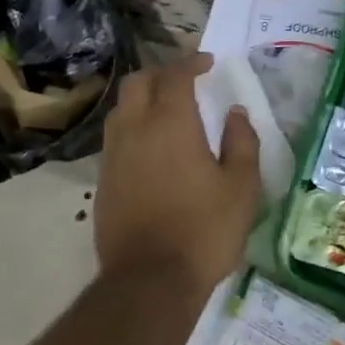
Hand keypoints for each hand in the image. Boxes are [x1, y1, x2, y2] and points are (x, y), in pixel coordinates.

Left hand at [95, 53, 259, 301]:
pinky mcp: (102, 181)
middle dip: (161, 73)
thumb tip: (236, 114)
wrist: (149, 281)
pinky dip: (132, 128)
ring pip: (121, 109)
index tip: (207, 63)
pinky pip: (115, 138)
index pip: (175, 76)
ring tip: (165, 111)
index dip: (191, 63)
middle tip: (184, 82)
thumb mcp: (241, 189)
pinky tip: (149, 148)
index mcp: (170, 124)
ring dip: (142, 99)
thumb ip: (242, 143)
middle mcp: (134, 129)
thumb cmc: (204, 231)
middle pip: (138, 83)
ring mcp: (113, 155)